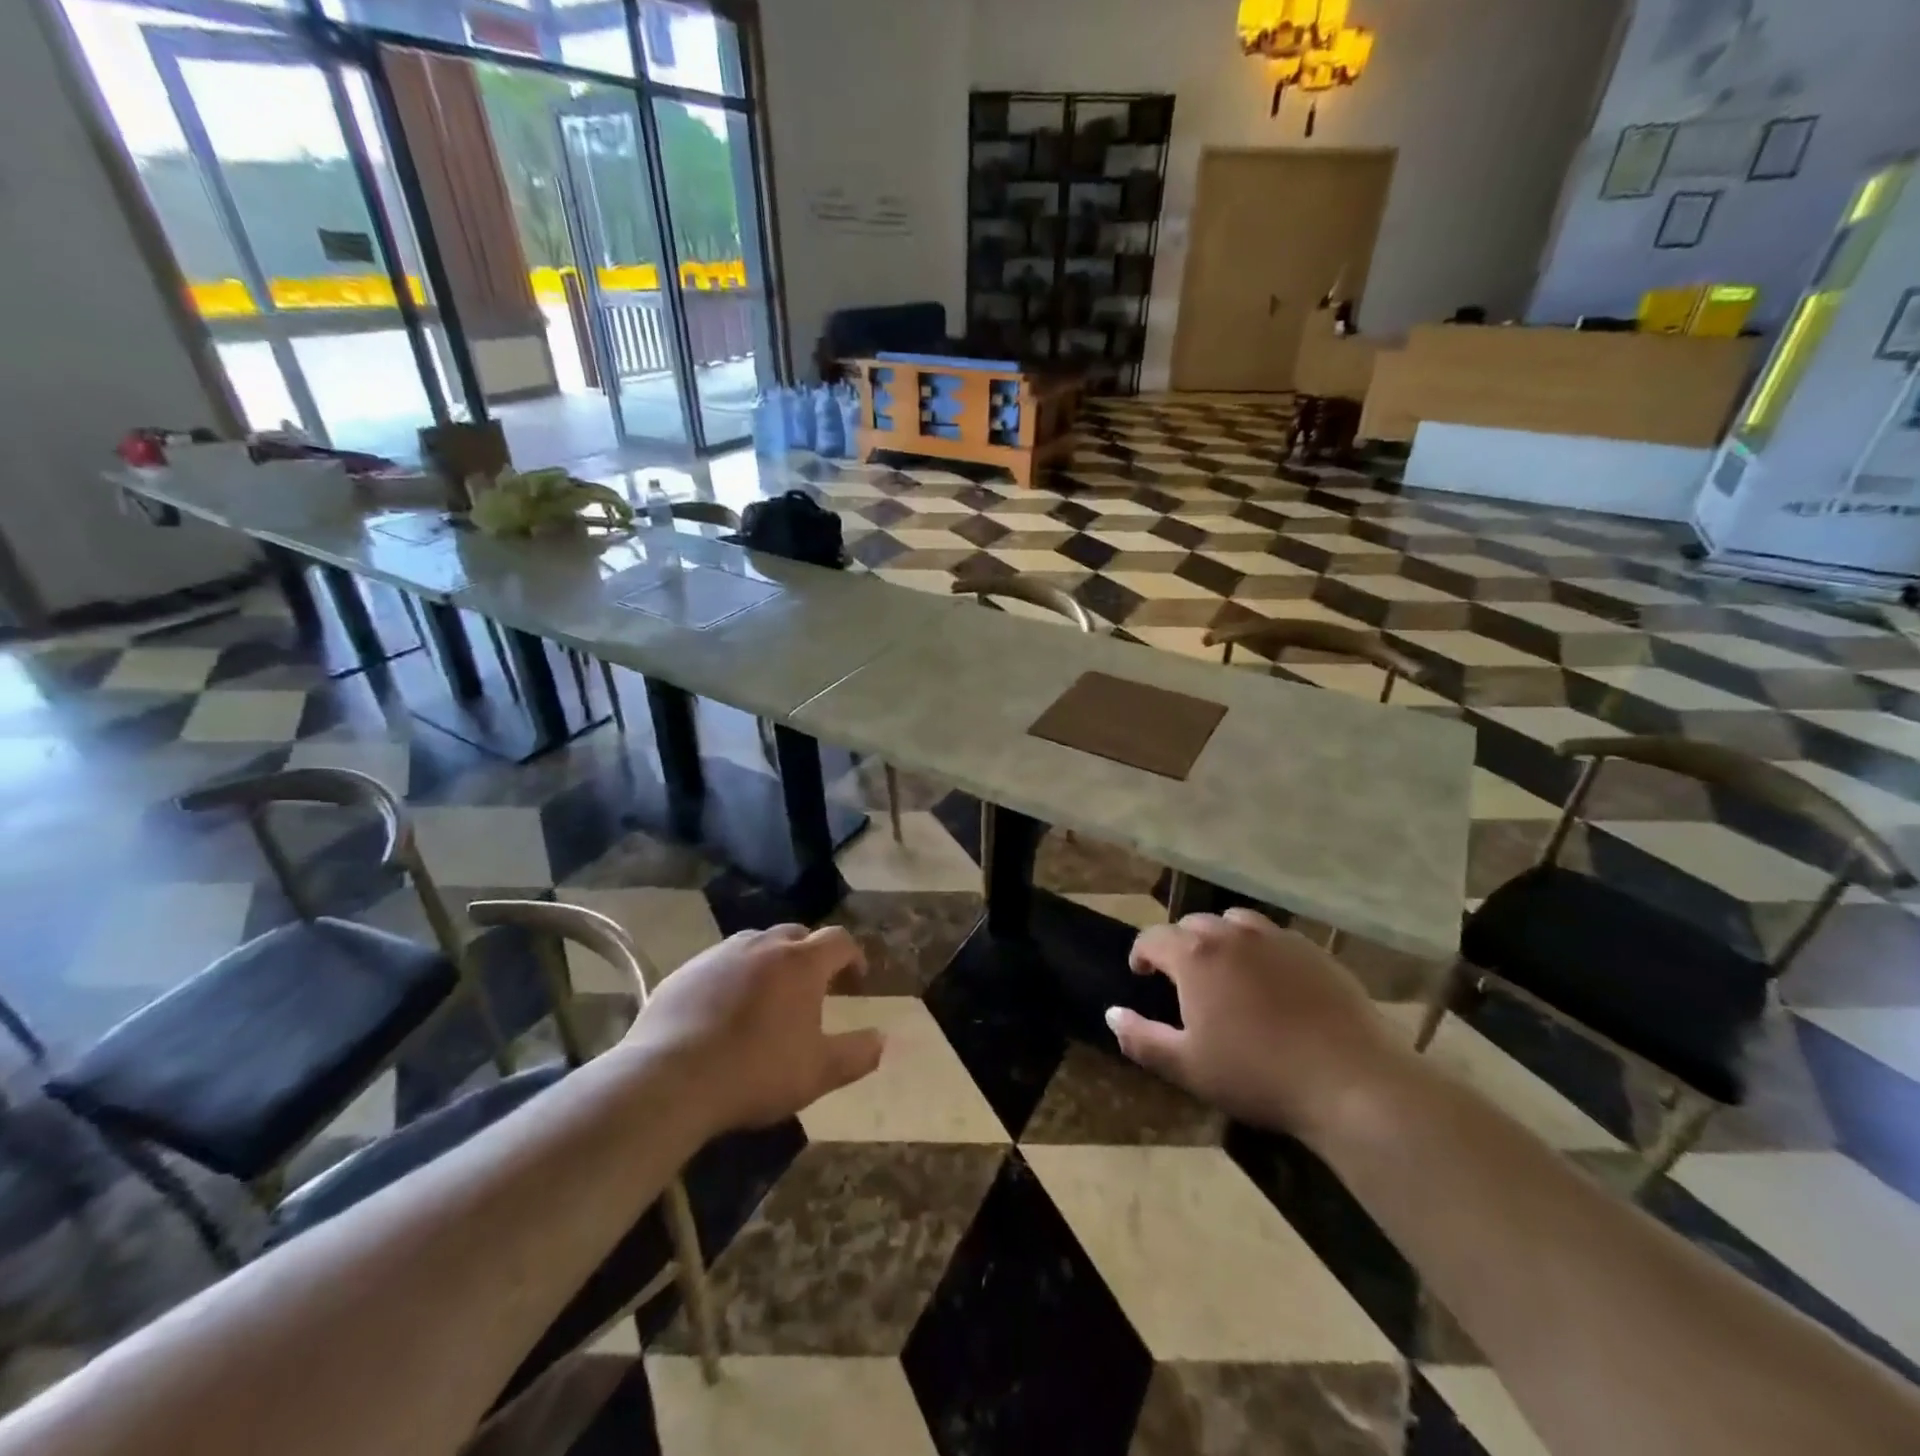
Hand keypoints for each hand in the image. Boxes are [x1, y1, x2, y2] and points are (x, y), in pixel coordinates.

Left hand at [618, 923, 883, 1135]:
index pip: (839, 940)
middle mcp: (762, 946)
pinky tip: (723, 1011)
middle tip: (813, 988)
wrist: (670, 1080)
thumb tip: (883, 1040)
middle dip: (810, 955)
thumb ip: (857, 1054)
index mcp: (801, 963)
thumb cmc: (756, 1072)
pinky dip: (732, 977)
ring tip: (767, 996)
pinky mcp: (684, 972)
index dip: (853, 957)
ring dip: (770, 961)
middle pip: (796, 934)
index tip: (855, 982)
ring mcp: (719, 954)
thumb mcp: (818, 1072)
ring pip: (755, 944)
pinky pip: (718, 963)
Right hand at [1108, 909, 1408, 1142]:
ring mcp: (1277, 938)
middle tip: (1183, 978)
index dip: (1141, 954)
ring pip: (1235, 924)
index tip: (1141, 975)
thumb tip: (1111, 1014)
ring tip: (1226, 972)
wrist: (1351, 1081)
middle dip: (1180, 945)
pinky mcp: (1314, 951)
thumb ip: (1141, 1037)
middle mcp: (1232, 935)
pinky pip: (1274, 938)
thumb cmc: (1258, 1074)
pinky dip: (1260, 950)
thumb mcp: (1188, 1066)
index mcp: (1195, 956)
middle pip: (1194, 925)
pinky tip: (1272, 983)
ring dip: (1220, 940)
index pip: (1153, 937)